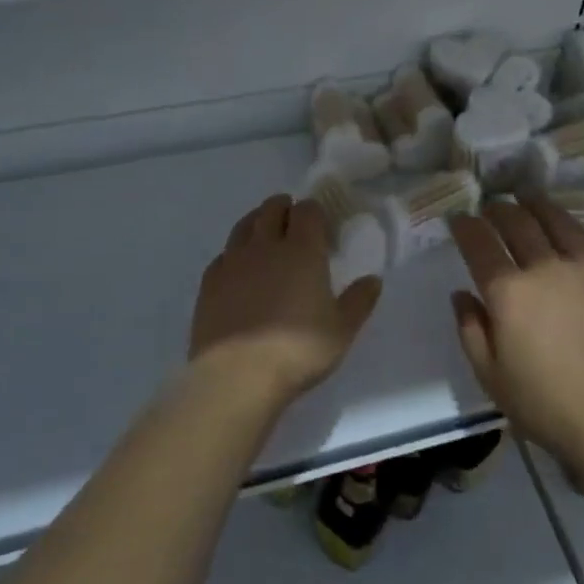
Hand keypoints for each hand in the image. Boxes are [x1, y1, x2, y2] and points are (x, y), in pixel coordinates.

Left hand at [189, 194, 381, 408]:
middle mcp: (266, 245)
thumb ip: (359, 301)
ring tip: (265, 236)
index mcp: (302, 250)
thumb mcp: (341, 331)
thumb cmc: (297, 350)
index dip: (315, 212)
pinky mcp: (209, 281)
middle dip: (285, 208)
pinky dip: (235, 253)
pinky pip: (224, 253)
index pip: (308, 210)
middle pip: (272, 208)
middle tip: (293, 223)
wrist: (236, 375)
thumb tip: (373, 280)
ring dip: (257, 222)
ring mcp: (233, 261)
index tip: (322, 228)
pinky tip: (239, 270)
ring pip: (244, 224)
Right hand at [448, 196, 583, 471]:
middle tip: (488, 208)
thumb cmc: (545, 404)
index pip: (479, 244)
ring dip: (533, 204)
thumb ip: (470, 329)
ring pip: (552, 220)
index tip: (458, 219)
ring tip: (523, 196)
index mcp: (507, 292)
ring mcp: (579, 268)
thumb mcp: (490, 375)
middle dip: (496, 210)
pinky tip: (561, 221)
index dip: (465, 226)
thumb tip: (462, 294)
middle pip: (515, 223)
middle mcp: (542, 268)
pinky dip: (566, 221)